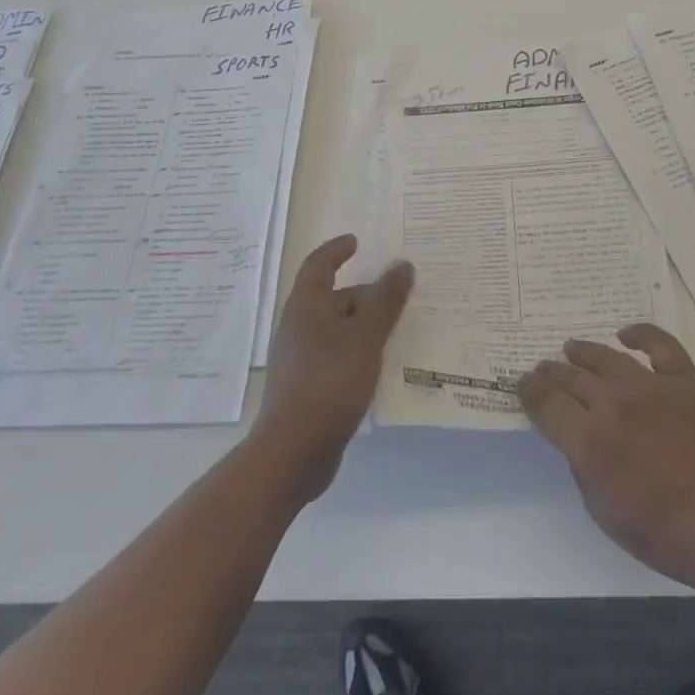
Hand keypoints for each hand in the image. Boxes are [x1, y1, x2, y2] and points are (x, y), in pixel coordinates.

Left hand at [253, 235, 412, 500]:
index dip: (337, 250)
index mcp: (307, 305)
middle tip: (400, 296)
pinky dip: (359, 352)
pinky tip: (381, 367)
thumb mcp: (366, 336)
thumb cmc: (329, 382)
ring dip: (365, 326)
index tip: (356, 242)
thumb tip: (402, 264)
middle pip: (335, 298)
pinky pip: (338, 356)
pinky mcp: (308, 387)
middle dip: (366, 295)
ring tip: (398, 330)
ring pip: (339, 330)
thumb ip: (386, 300)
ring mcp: (302, 359)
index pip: (319, 264)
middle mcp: (300, 326)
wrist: (293, 452)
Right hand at [519, 324, 694, 591]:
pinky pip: (659, 345)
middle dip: (552, 372)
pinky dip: (641, 334)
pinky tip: (626, 335)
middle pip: (571, 377)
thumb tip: (577, 434)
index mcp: (589, 440)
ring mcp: (650, 386)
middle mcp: (613, 403)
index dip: (530, 392)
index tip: (524, 384)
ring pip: (606, 357)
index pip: (546, 404)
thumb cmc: (661, 532)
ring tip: (571, 347)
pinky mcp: (684, 380)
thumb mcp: (602, 510)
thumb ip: (582, 464)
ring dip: (584, 351)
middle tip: (544, 368)